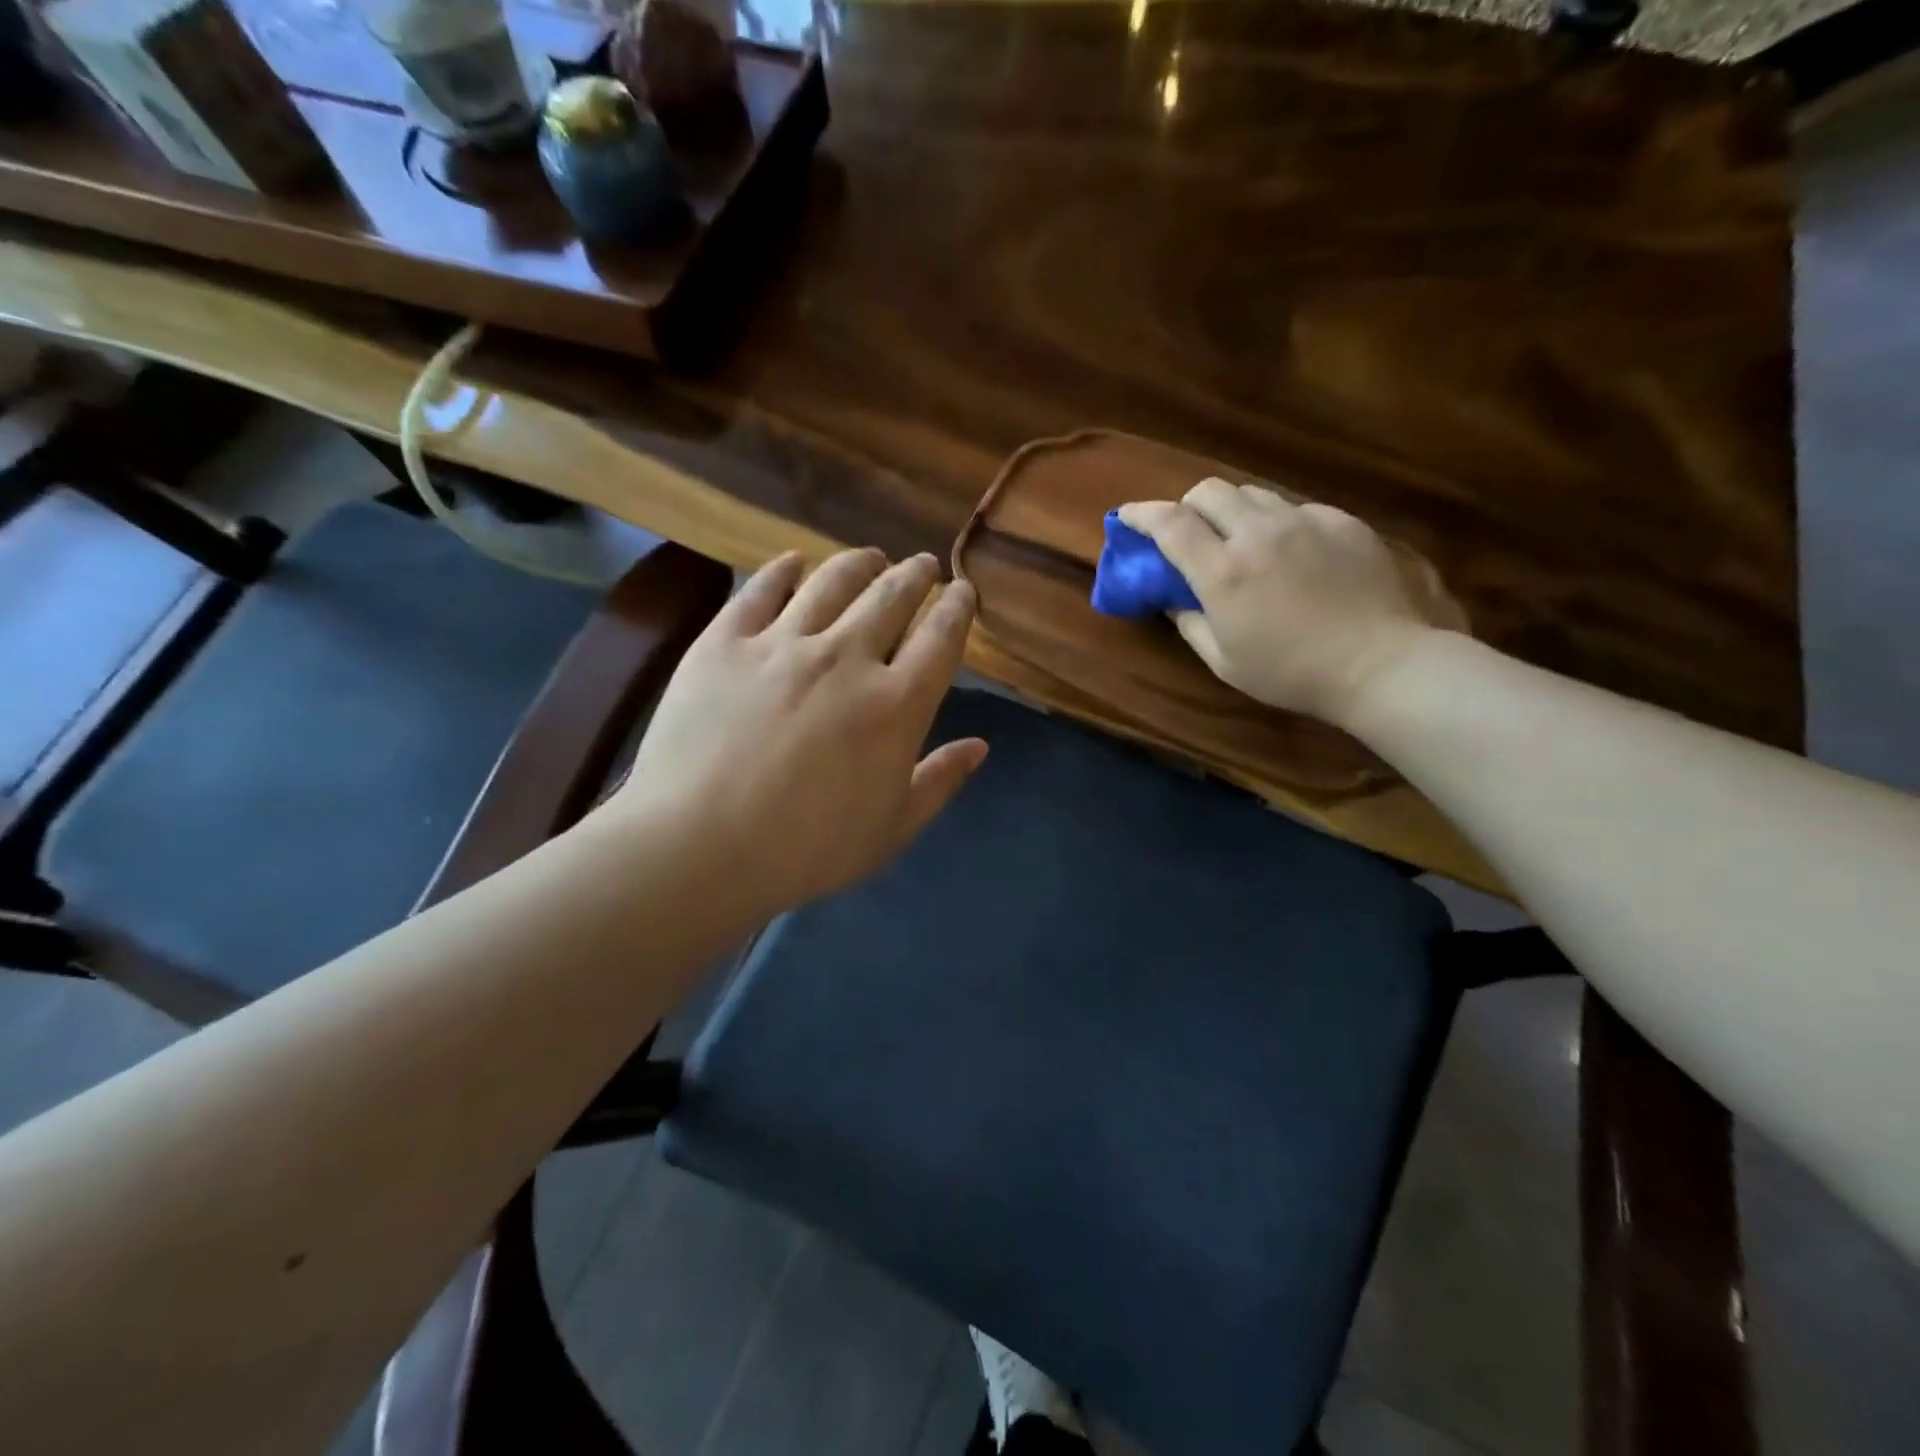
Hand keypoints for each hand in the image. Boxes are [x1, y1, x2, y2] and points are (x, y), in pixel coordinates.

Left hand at [608, 548, 985, 918]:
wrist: (698, 847)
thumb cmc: (806, 850)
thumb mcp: (891, 829)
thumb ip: (939, 781)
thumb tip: (979, 747)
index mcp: (896, 704)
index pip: (941, 639)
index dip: (958, 608)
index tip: (963, 592)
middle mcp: (847, 657)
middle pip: (892, 596)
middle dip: (916, 574)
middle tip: (923, 565)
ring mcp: (782, 643)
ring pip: (833, 581)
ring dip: (861, 563)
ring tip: (871, 558)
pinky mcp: (725, 640)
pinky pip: (762, 588)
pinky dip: (785, 569)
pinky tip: (794, 562)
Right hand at [1120, 480, 1456, 725]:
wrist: (1380, 664)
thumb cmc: (1291, 673)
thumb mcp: (1224, 661)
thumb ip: (1189, 623)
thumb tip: (1171, 599)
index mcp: (1222, 572)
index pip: (1169, 524)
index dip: (1141, 514)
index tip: (1125, 516)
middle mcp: (1258, 533)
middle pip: (1209, 490)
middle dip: (1188, 506)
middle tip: (1189, 532)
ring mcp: (1304, 521)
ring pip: (1253, 492)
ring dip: (1232, 510)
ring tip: (1240, 540)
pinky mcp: (1341, 521)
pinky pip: (1295, 507)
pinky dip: (1277, 522)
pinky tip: (1291, 553)